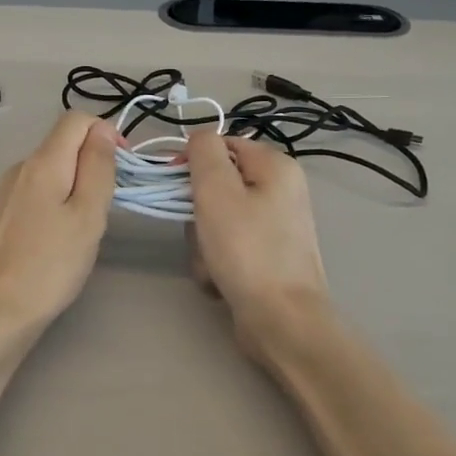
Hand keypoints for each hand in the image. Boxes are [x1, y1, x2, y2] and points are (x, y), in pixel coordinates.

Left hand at [0, 112, 118, 331]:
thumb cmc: (51, 263)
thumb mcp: (88, 214)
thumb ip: (98, 167)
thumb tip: (103, 130)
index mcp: (43, 161)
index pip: (76, 119)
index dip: (105, 133)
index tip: (123, 167)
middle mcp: (21, 166)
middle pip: (64, 142)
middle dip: (93, 160)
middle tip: (109, 202)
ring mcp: (9, 189)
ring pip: (53, 167)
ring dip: (78, 182)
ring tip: (88, 223)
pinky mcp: (4, 212)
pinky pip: (40, 189)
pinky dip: (59, 198)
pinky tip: (63, 233)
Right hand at [186, 128, 329, 344]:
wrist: (281, 319)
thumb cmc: (246, 249)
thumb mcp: (216, 190)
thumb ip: (203, 152)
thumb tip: (199, 136)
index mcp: (276, 166)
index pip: (222, 145)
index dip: (193, 162)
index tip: (175, 187)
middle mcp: (281, 191)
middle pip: (217, 185)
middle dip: (197, 212)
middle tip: (200, 232)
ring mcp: (275, 226)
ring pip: (216, 220)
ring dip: (203, 242)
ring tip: (212, 264)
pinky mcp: (267, 256)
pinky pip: (228, 247)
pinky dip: (216, 262)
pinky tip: (220, 280)